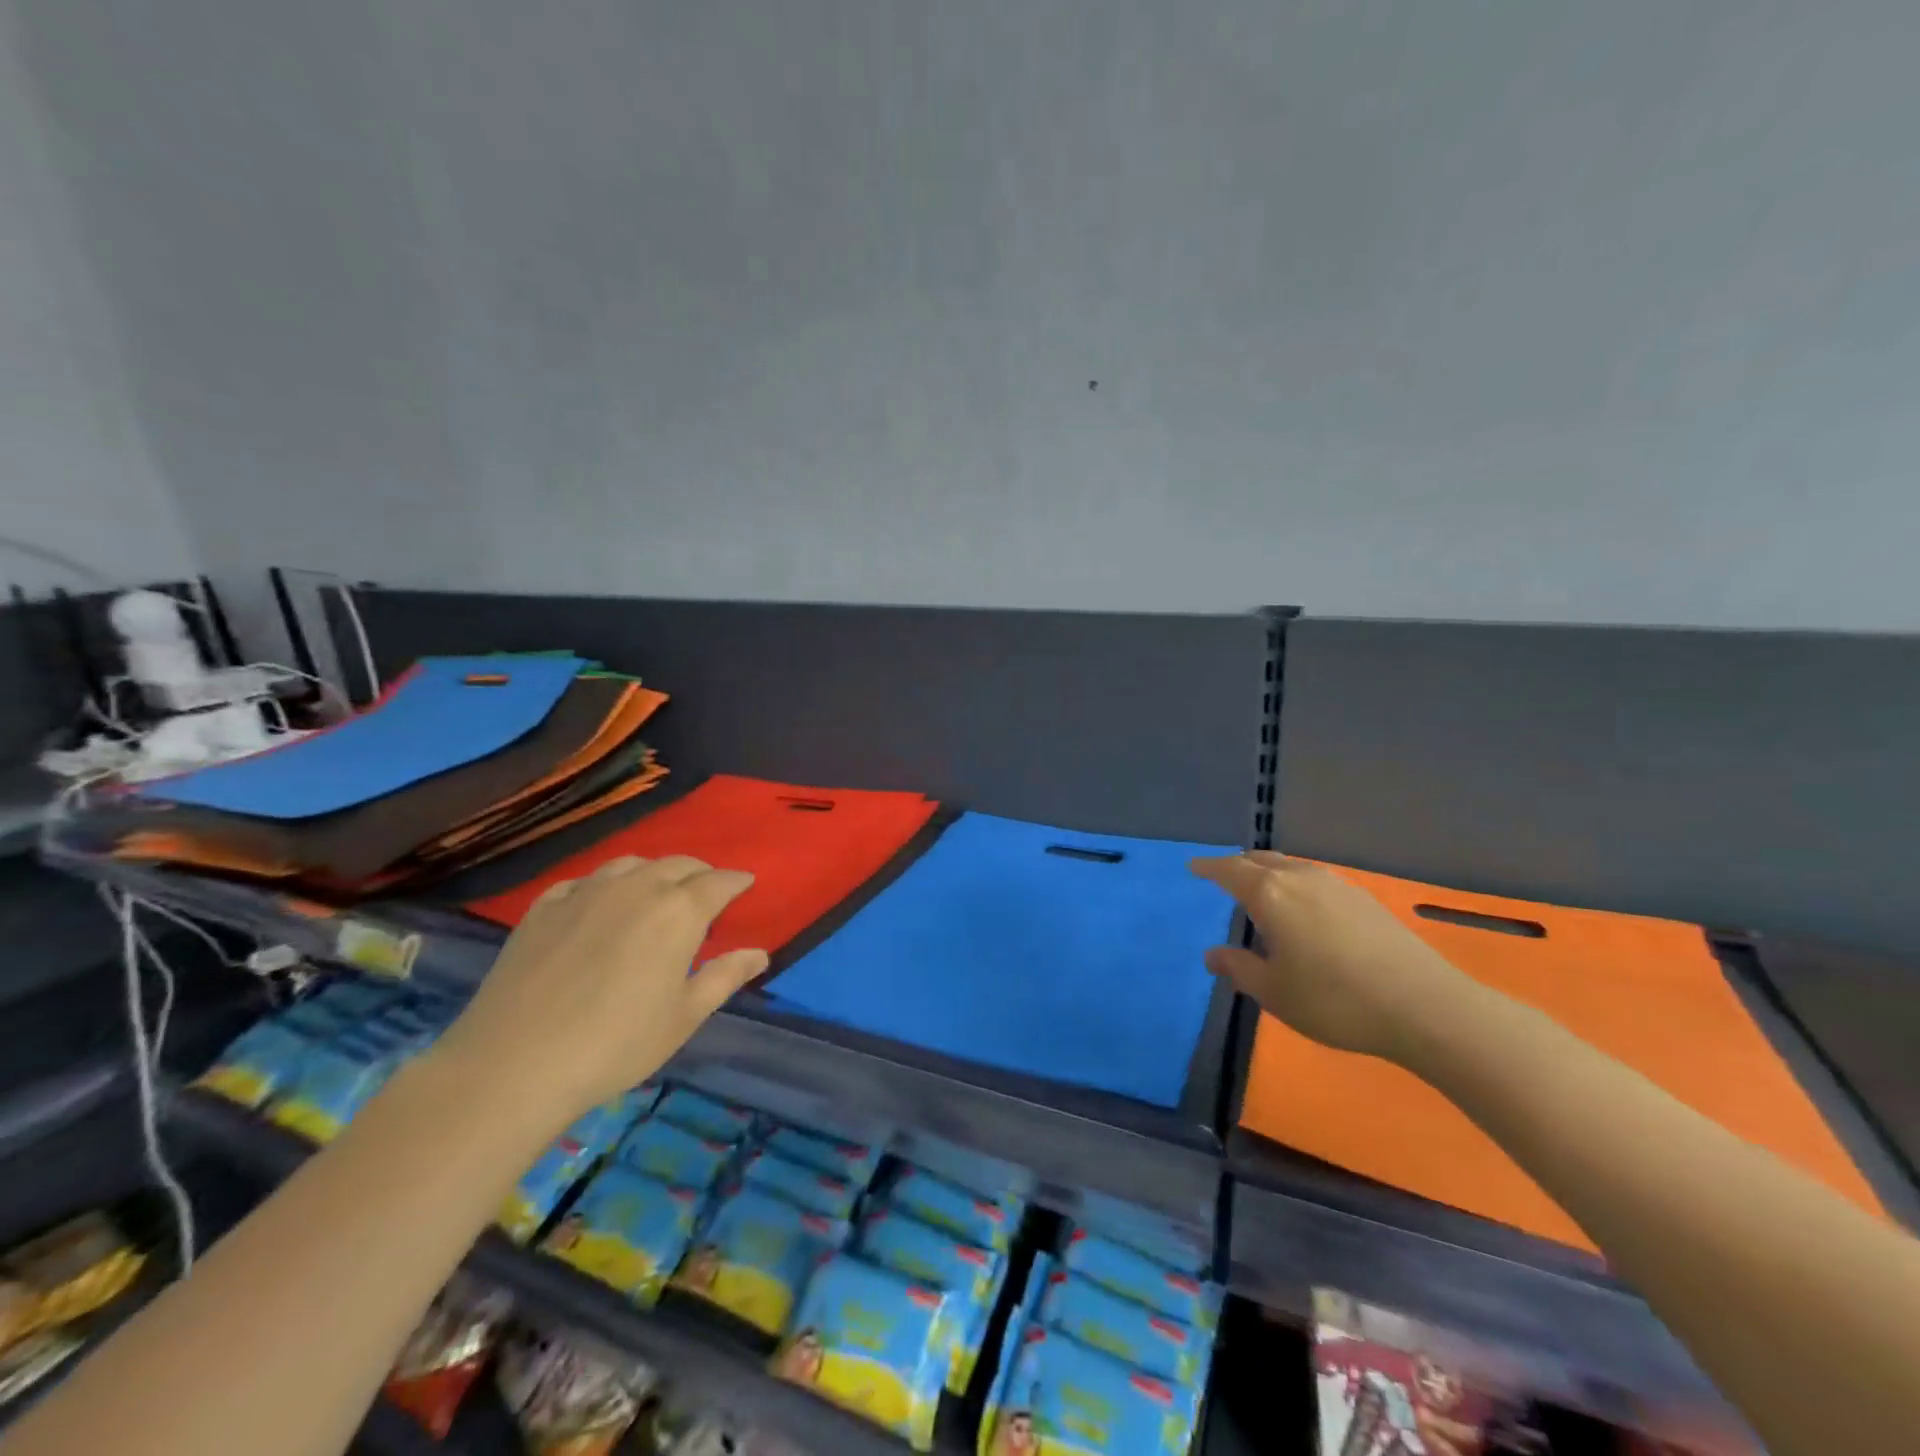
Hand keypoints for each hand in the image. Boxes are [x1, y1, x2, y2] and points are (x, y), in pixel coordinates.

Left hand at [431, 856, 766, 1123]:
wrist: (514, 1065)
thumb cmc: (616, 1044)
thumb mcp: (684, 1017)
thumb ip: (725, 977)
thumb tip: (760, 953)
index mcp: (678, 911)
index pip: (719, 881)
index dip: (737, 881)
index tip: (746, 886)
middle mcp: (636, 887)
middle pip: (678, 864)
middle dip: (699, 874)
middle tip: (707, 895)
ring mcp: (585, 892)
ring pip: (631, 864)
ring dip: (653, 873)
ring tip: (655, 896)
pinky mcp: (544, 907)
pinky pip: (585, 881)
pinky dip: (604, 886)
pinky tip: (599, 906)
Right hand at [1189, 851, 1471, 1060]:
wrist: (1426, 1008)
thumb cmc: (1334, 1000)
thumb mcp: (1274, 993)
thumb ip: (1239, 969)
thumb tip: (1212, 954)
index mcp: (1270, 895)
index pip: (1229, 871)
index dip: (1208, 868)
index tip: (1193, 868)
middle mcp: (1300, 879)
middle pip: (1260, 861)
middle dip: (1237, 866)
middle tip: (1223, 876)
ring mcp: (1337, 886)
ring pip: (1290, 867)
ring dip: (1269, 873)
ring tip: (1261, 892)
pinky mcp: (1365, 899)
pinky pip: (1314, 880)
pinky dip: (1295, 884)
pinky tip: (1304, 909)